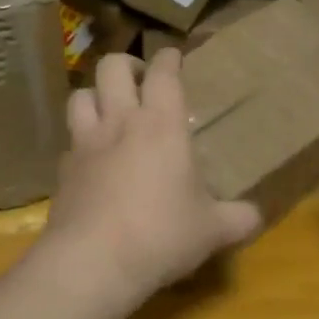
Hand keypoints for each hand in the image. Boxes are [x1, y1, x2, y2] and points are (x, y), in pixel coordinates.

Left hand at [42, 51, 261, 303]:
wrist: (92, 262)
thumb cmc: (161, 234)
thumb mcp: (212, 230)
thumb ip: (239, 219)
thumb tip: (256, 217)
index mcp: (161, 125)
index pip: (163, 73)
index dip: (168, 59)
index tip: (173, 55)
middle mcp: (120, 123)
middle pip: (112, 67)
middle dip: (128, 64)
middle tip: (140, 80)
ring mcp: (85, 145)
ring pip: (80, 96)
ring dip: (95, 95)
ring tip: (110, 111)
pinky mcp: (62, 172)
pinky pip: (69, 142)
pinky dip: (81, 142)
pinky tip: (93, 161)